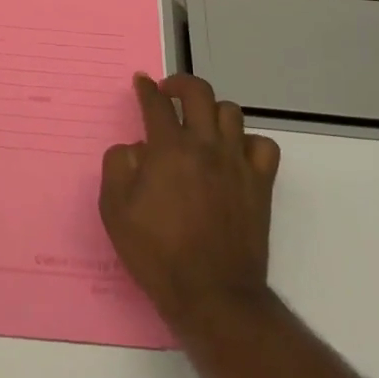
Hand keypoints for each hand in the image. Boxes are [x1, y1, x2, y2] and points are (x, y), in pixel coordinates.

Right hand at [100, 74, 281, 330]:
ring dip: (212, 111)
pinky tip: (235, 153)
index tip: (142, 83)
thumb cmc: (157, 253)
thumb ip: (117, 166)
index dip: (146, 89)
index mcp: (168, 148)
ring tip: (201, 124)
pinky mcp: (260, 184)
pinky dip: (249, 142)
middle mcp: (205, 145)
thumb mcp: (115, 211)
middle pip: (198, 92)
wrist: (211, 295)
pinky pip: (263, 146)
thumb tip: (134, 148)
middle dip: (180, 84)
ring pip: (231, 112)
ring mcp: (236, 163)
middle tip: (169, 92)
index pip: (157, 103)